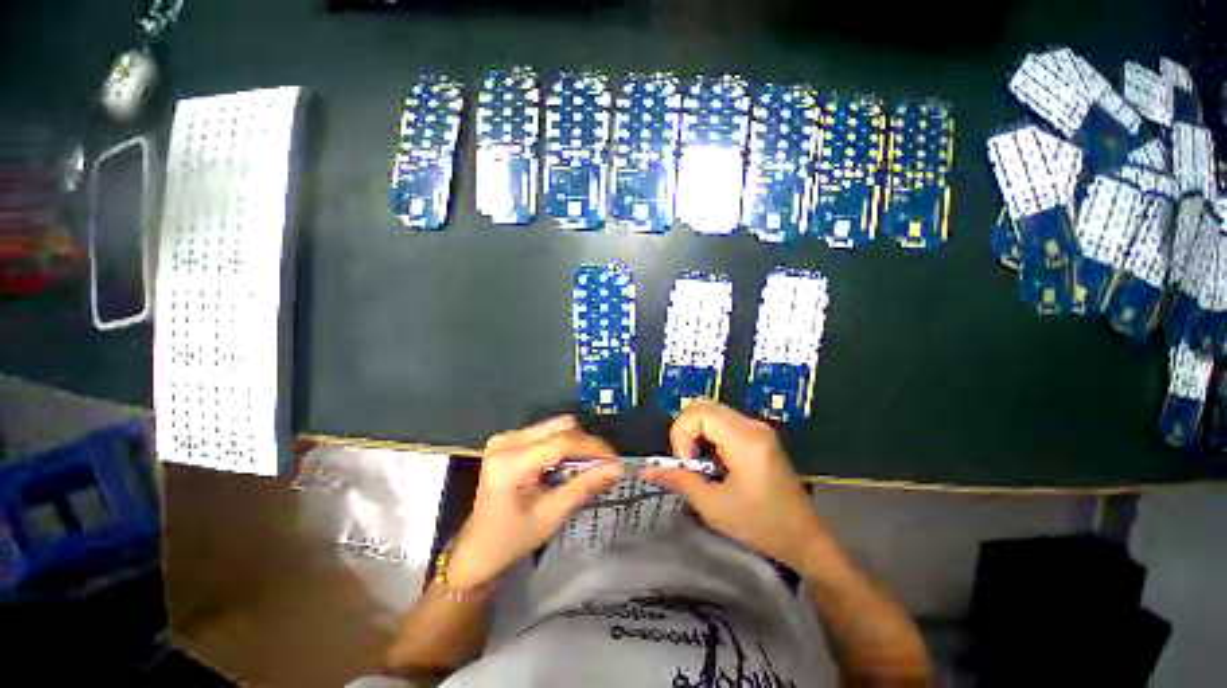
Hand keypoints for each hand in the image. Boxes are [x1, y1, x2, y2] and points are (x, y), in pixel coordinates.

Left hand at [446, 415, 622, 590]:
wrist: (478, 549)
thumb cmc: (512, 539)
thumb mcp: (552, 515)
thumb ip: (585, 486)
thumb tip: (618, 468)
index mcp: (511, 462)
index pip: (562, 442)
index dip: (593, 447)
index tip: (616, 460)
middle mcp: (507, 441)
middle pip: (561, 426)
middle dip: (587, 444)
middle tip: (603, 465)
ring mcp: (506, 438)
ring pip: (556, 426)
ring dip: (576, 444)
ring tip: (588, 466)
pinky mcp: (509, 440)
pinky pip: (547, 432)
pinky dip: (564, 445)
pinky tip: (568, 465)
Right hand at [643, 399, 825, 570]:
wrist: (804, 538)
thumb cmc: (760, 526)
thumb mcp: (713, 507)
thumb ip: (678, 481)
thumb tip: (646, 471)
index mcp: (744, 440)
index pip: (699, 412)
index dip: (682, 433)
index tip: (687, 464)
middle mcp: (751, 425)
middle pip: (703, 405)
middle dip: (686, 429)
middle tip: (689, 461)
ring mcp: (757, 427)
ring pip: (711, 410)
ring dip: (696, 431)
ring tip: (700, 463)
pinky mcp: (758, 434)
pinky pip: (723, 421)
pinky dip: (708, 434)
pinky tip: (713, 460)